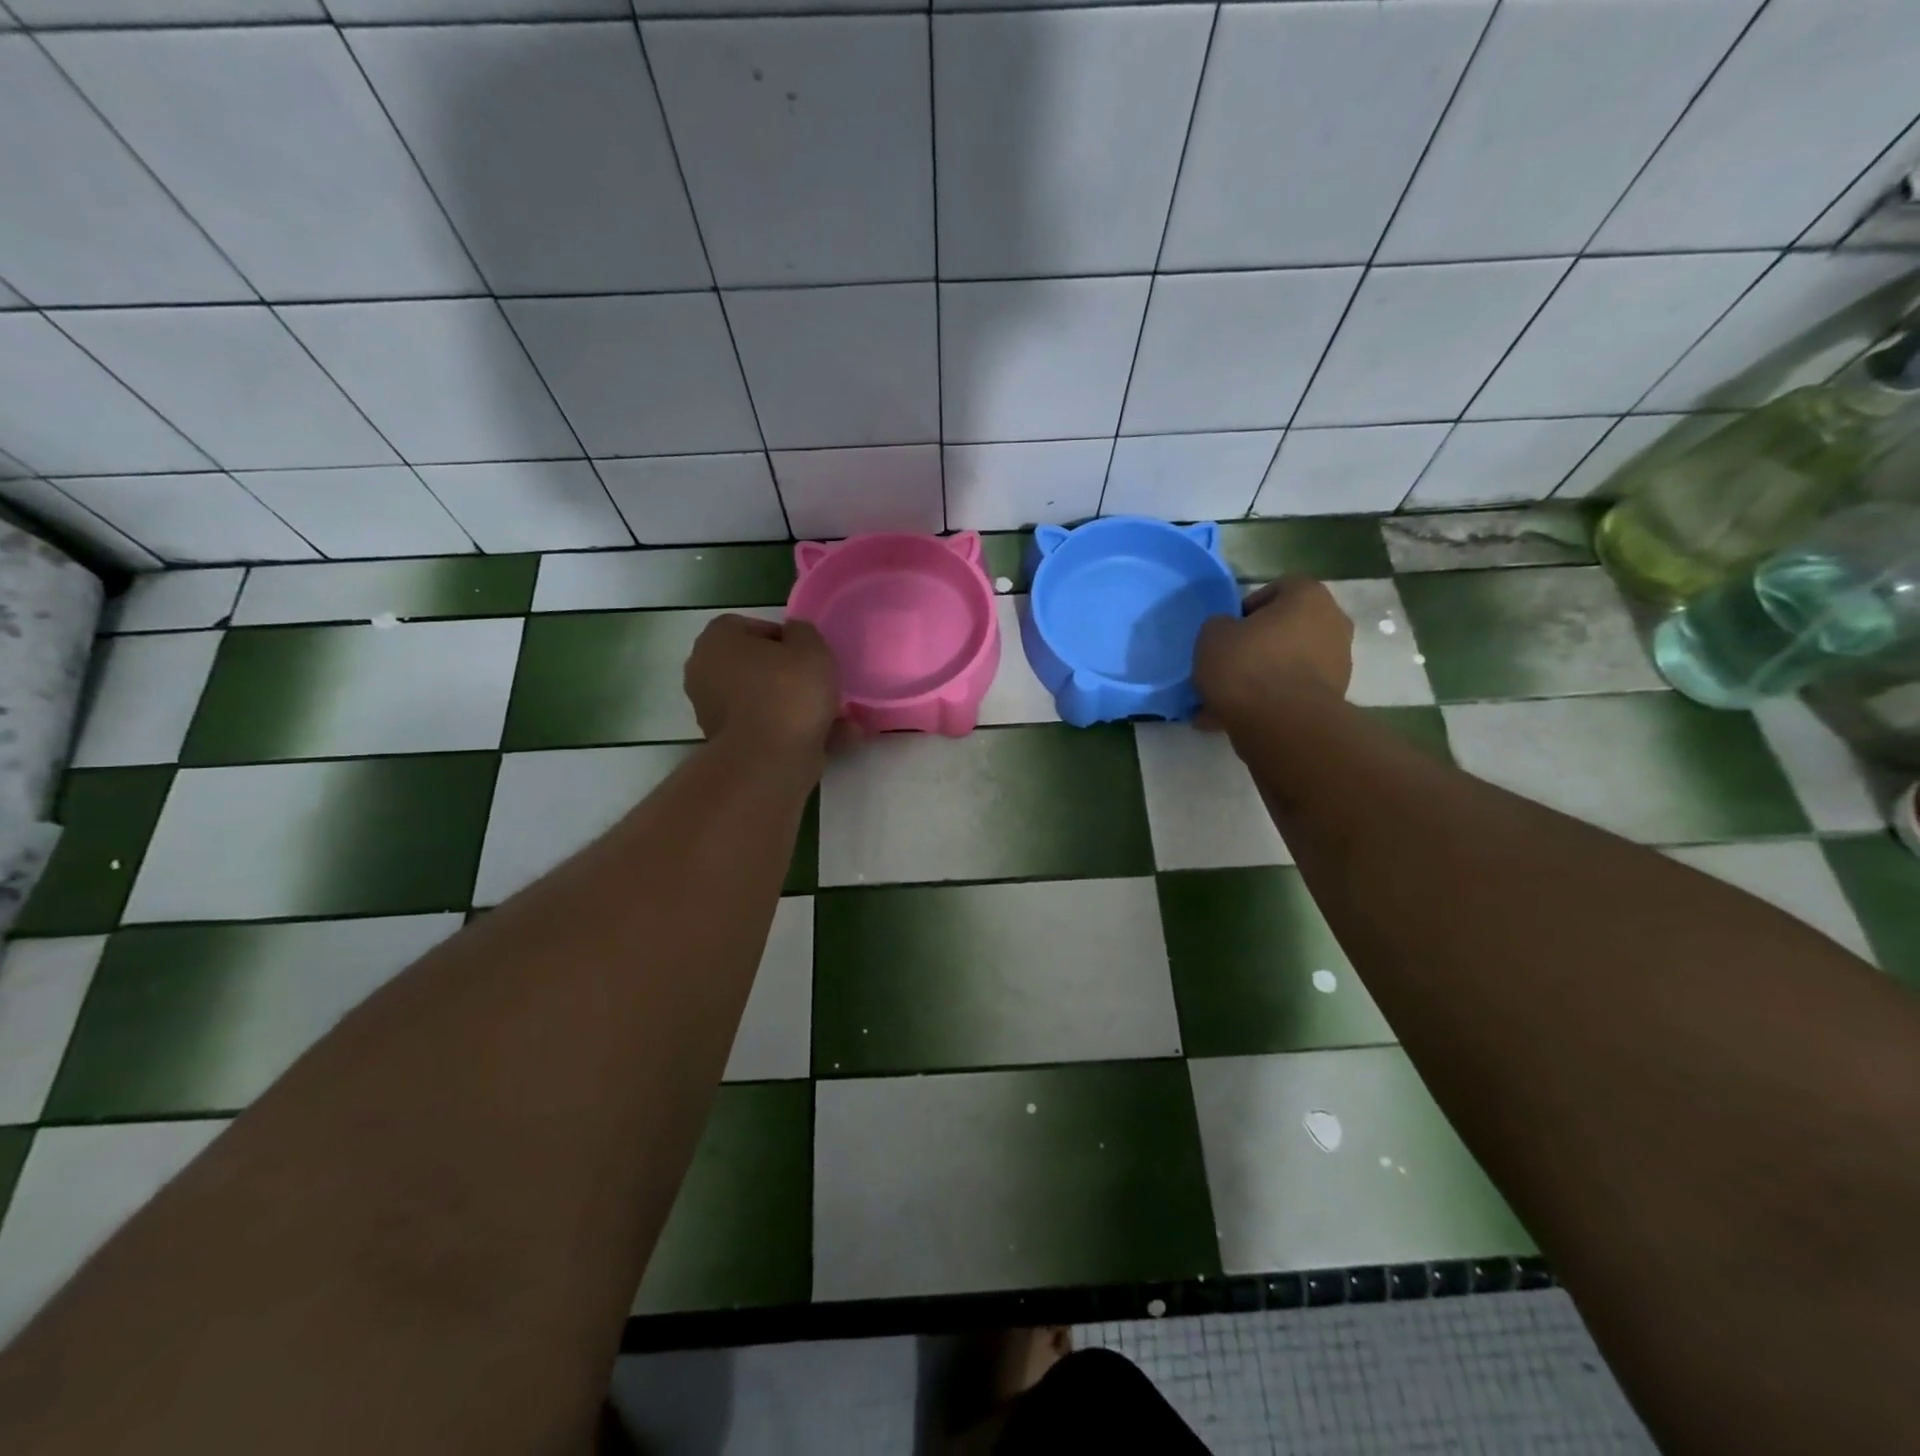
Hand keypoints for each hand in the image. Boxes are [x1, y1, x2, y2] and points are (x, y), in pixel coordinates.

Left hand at [685, 615, 841, 757]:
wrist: (769, 760)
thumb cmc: (788, 692)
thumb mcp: (812, 647)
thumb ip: (804, 633)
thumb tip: (794, 636)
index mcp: (717, 640)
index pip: (753, 628)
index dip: (786, 639)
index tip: (809, 655)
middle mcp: (704, 671)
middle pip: (756, 666)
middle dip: (789, 675)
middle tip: (821, 684)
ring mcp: (712, 711)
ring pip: (763, 700)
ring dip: (795, 706)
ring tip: (836, 716)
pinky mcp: (727, 743)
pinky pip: (766, 728)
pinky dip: (792, 731)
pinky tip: (829, 737)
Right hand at [1193, 577, 1352, 728]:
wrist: (1282, 724)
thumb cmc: (1247, 666)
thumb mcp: (1212, 636)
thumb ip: (1220, 626)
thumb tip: (1230, 632)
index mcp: (1309, 597)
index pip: (1279, 588)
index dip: (1249, 607)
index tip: (1229, 630)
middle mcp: (1332, 623)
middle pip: (1287, 628)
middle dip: (1257, 645)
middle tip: (1227, 664)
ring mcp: (1338, 663)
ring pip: (1287, 664)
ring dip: (1261, 677)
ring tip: (1226, 699)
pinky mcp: (1332, 699)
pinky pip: (1291, 693)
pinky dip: (1268, 702)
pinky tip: (1236, 718)